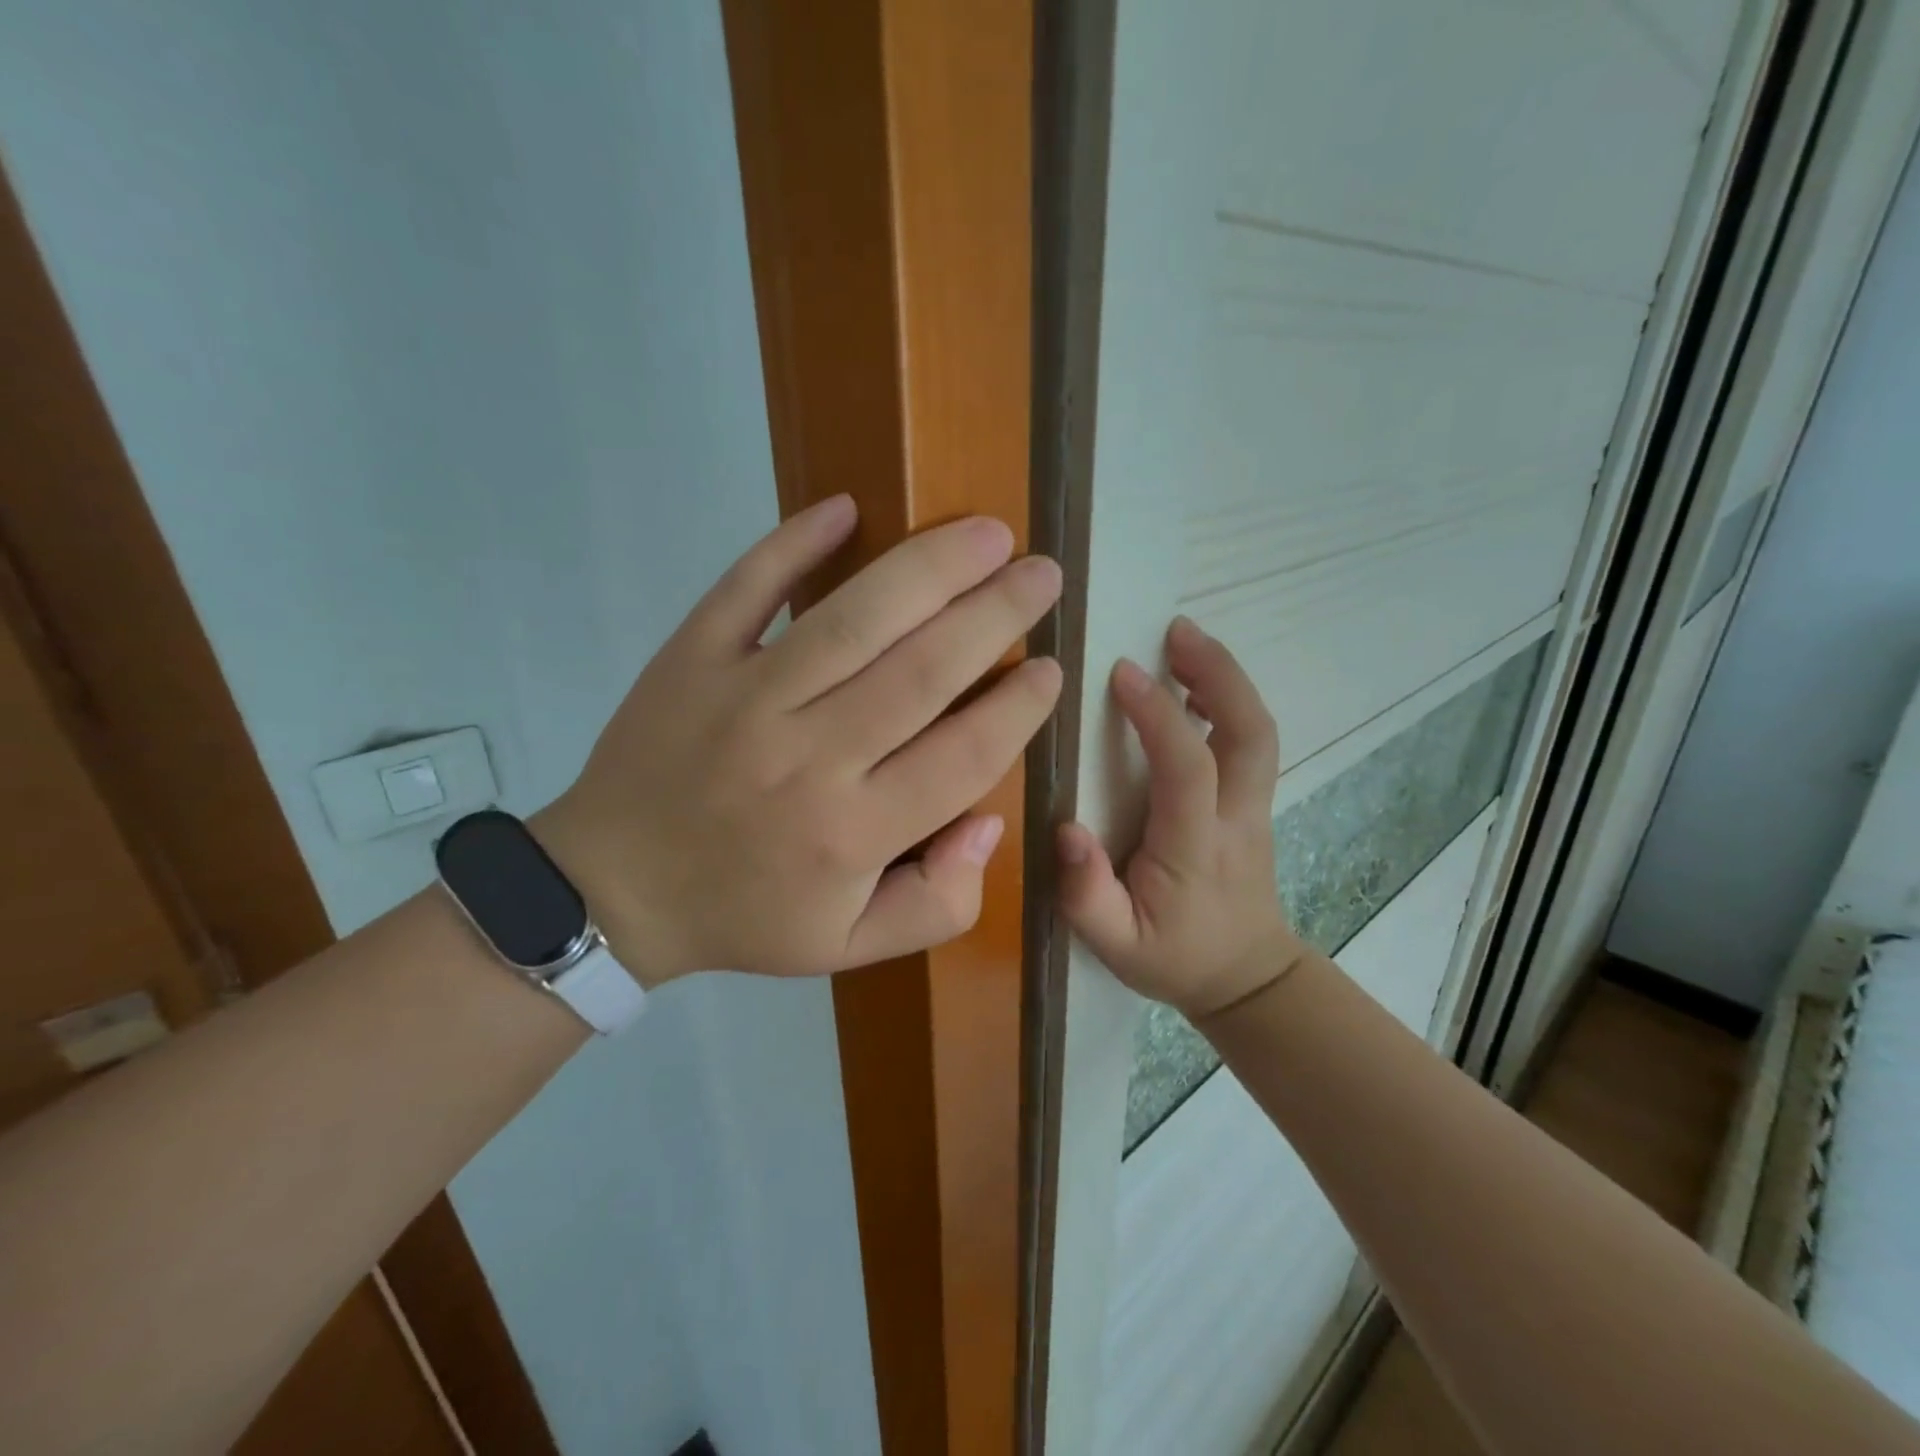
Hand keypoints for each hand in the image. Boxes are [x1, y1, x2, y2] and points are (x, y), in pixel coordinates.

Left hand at [537, 495, 1062, 985]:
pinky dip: (793, 542)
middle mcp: (809, 757)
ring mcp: (745, 698)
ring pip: (854, 619)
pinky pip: (747, 588)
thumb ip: (938, 903)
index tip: (1052, 667)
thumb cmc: (744, 916)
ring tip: (988, 533)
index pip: (964, 754)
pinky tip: (846, 508)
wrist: (613, 889)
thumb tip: (988, 823)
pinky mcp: (691, 658)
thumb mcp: (850, 947)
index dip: (1019, 707)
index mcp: (853, 832)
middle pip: (923, 670)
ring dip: (930, 567)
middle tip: (1043, 574)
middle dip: (997, 615)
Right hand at [1057, 617, 1304, 1018]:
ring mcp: (1256, 808)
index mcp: (1196, 848)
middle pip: (1251, 732)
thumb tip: (1066, 828)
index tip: (1122, 672)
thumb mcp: (1115, 945)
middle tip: (1175, 629)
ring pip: (1259, 731)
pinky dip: (1229, 700)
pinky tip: (1195, 684)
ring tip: (1183, 640)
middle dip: (1219, 673)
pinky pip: (1251, 740)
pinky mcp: (1255, 803)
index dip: (1160, 716)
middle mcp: (1237, 818)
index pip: (1189, 768)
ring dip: (1227, 678)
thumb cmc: (1173, 957)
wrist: (1246, 979)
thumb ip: (1085, 894)